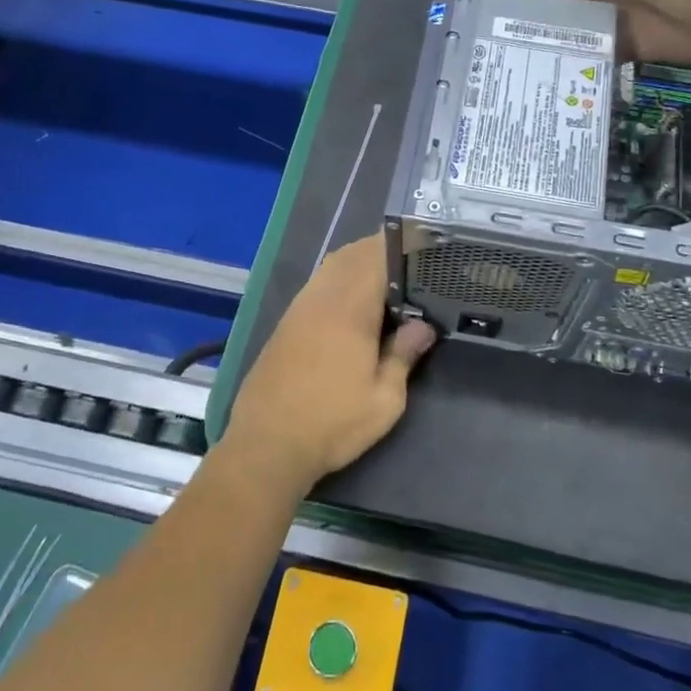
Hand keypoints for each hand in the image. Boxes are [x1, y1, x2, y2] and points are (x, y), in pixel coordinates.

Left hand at [222, 234, 435, 492]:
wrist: (267, 445)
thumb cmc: (332, 423)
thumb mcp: (384, 399)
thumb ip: (404, 355)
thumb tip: (423, 327)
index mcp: (350, 308)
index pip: (376, 256)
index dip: (399, 245)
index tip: (422, 246)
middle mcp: (322, 297)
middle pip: (351, 254)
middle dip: (380, 250)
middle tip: (409, 264)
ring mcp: (299, 308)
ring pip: (331, 266)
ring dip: (358, 263)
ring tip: (386, 281)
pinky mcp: (286, 322)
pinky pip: (317, 284)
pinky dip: (339, 279)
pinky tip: (353, 304)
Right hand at [520, 0, 690, 63]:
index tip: (504, 24)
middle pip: (565, 5)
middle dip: (540, 26)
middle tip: (509, 55)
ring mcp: (623, 16)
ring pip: (580, 33)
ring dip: (559, 48)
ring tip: (527, 73)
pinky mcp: (638, 46)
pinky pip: (602, 56)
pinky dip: (584, 65)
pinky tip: (560, 81)